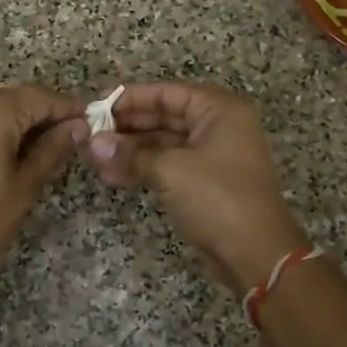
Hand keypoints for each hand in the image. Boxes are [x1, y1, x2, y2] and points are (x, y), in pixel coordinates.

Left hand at [0, 85, 84, 295]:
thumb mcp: (24, 186)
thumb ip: (52, 149)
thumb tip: (77, 126)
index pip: (40, 97)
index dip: (68, 108)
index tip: (91, 122)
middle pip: (16, 99)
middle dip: (44, 116)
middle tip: (72, 140)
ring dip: (20, 123)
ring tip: (44, 151)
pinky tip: (10, 154)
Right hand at [84, 83, 308, 291]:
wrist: (256, 254)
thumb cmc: (218, 198)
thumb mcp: (170, 170)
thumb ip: (130, 154)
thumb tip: (93, 144)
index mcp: (219, 110)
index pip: (167, 92)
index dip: (130, 97)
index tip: (96, 106)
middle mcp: (218, 127)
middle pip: (164, 116)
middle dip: (127, 126)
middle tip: (90, 133)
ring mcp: (212, 157)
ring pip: (163, 143)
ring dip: (130, 150)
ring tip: (94, 158)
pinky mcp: (204, 184)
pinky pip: (168, 166)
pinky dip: (142, 168)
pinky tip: (112, 175)